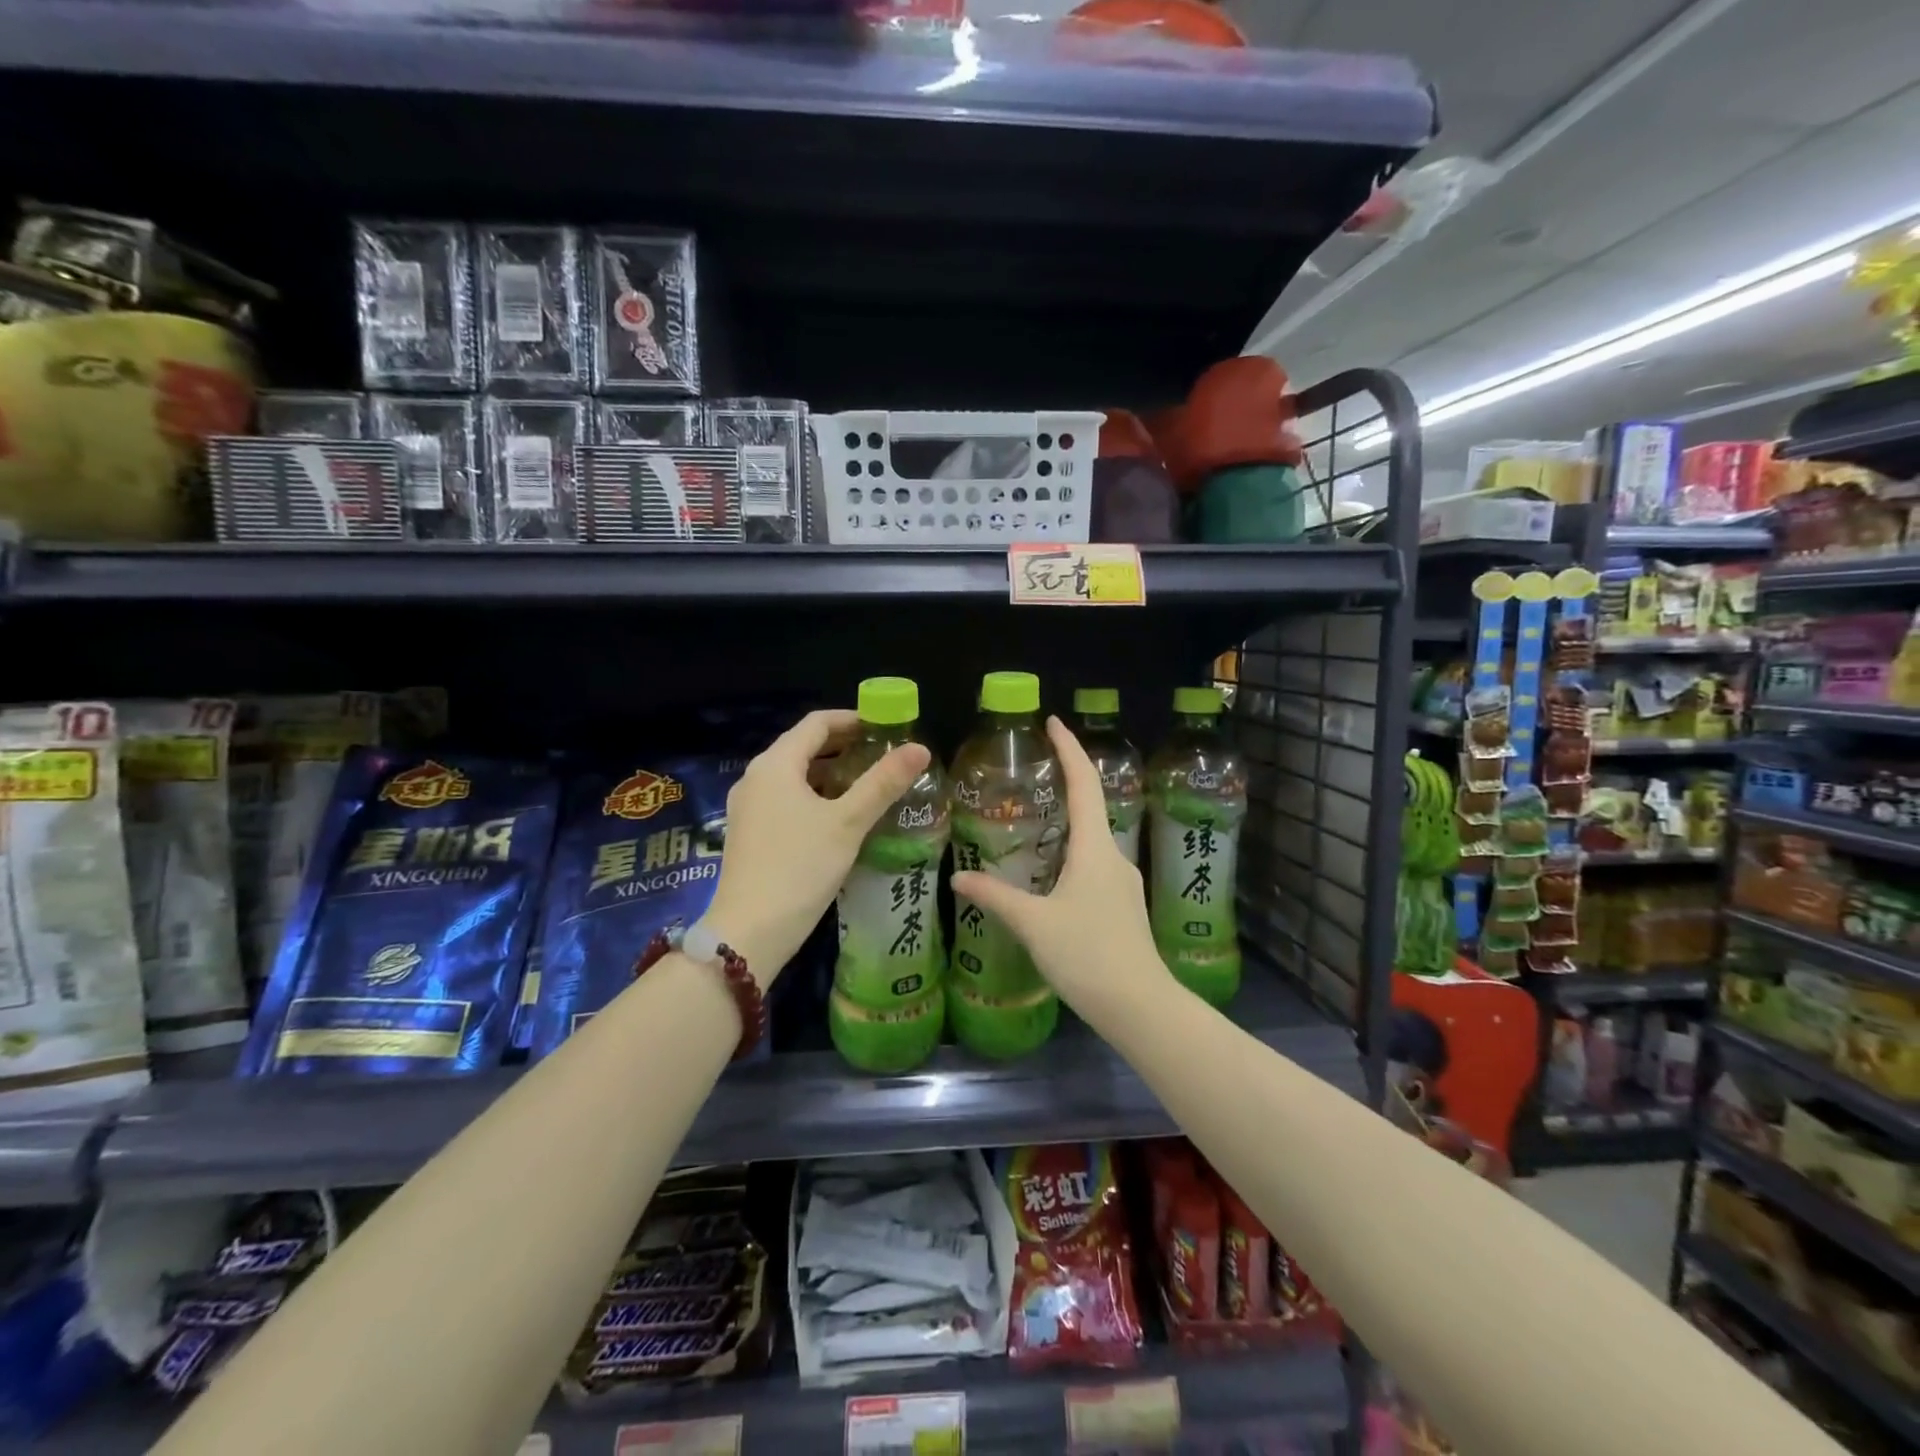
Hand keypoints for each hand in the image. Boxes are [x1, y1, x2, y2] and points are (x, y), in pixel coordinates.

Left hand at [704, 709, 930, 982]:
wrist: (749, 933)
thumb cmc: (800, 868)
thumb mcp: (848, 823)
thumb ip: (883, 783)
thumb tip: (920, 748)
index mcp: (775, 764)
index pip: (817, 723)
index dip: (853, 719)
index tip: (886, 727)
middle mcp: (755, 777)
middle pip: (803, 747)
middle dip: (844, 746)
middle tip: (884, 755)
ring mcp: (747, 807)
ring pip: (794, 775)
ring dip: (830, 773)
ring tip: (868, 784)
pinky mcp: (748, 833)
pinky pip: (785, 799)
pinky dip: (814, 796)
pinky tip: (839, 817)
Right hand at [951, 716, 1167, 1015]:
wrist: (1140, 1006)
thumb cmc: (1088, 955)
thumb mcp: (1033, 924)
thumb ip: (995, 897)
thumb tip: (957, 877)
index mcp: (1096, 848)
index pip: (1084, 784)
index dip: (1070, 749)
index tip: (1054, 722)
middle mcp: (1114, 856)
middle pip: (1092, 806)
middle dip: (1066, 782)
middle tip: (1033, 771)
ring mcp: (1122, 882)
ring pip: (1093, 839)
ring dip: (1068, 822)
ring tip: (1034, 821)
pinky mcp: (1122, 905)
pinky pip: (1094, 864)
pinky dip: (1072, 852)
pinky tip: (1050, 872)